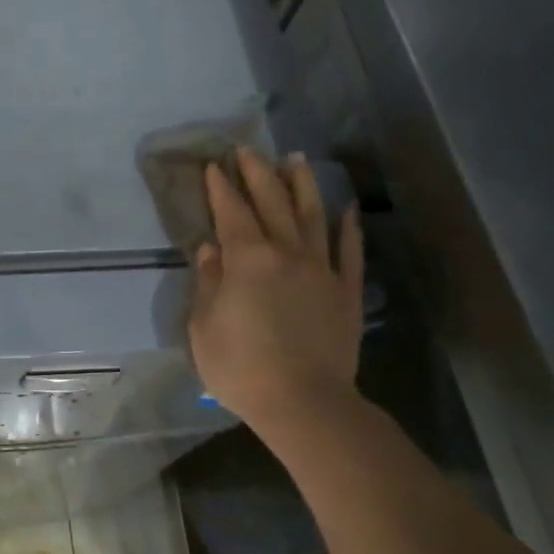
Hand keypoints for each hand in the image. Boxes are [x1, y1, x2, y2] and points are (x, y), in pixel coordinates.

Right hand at [190, 150, 363, 425]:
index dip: (222, 188)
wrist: (304, 403)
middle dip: (258, 173)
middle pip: (273, 203)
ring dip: (302, 186)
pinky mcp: (345, 292)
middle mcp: (287, 253)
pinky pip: (349, 252)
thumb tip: (211, 249)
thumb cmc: (241, 367)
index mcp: (248, 259)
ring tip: (296, 160)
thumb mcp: (204, 326)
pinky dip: (348, 228)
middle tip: (249, 150)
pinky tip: (346, 210)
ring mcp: (321, 270)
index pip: (232, 212)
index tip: (215, 165)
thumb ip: (208, 282)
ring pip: (313, 216)